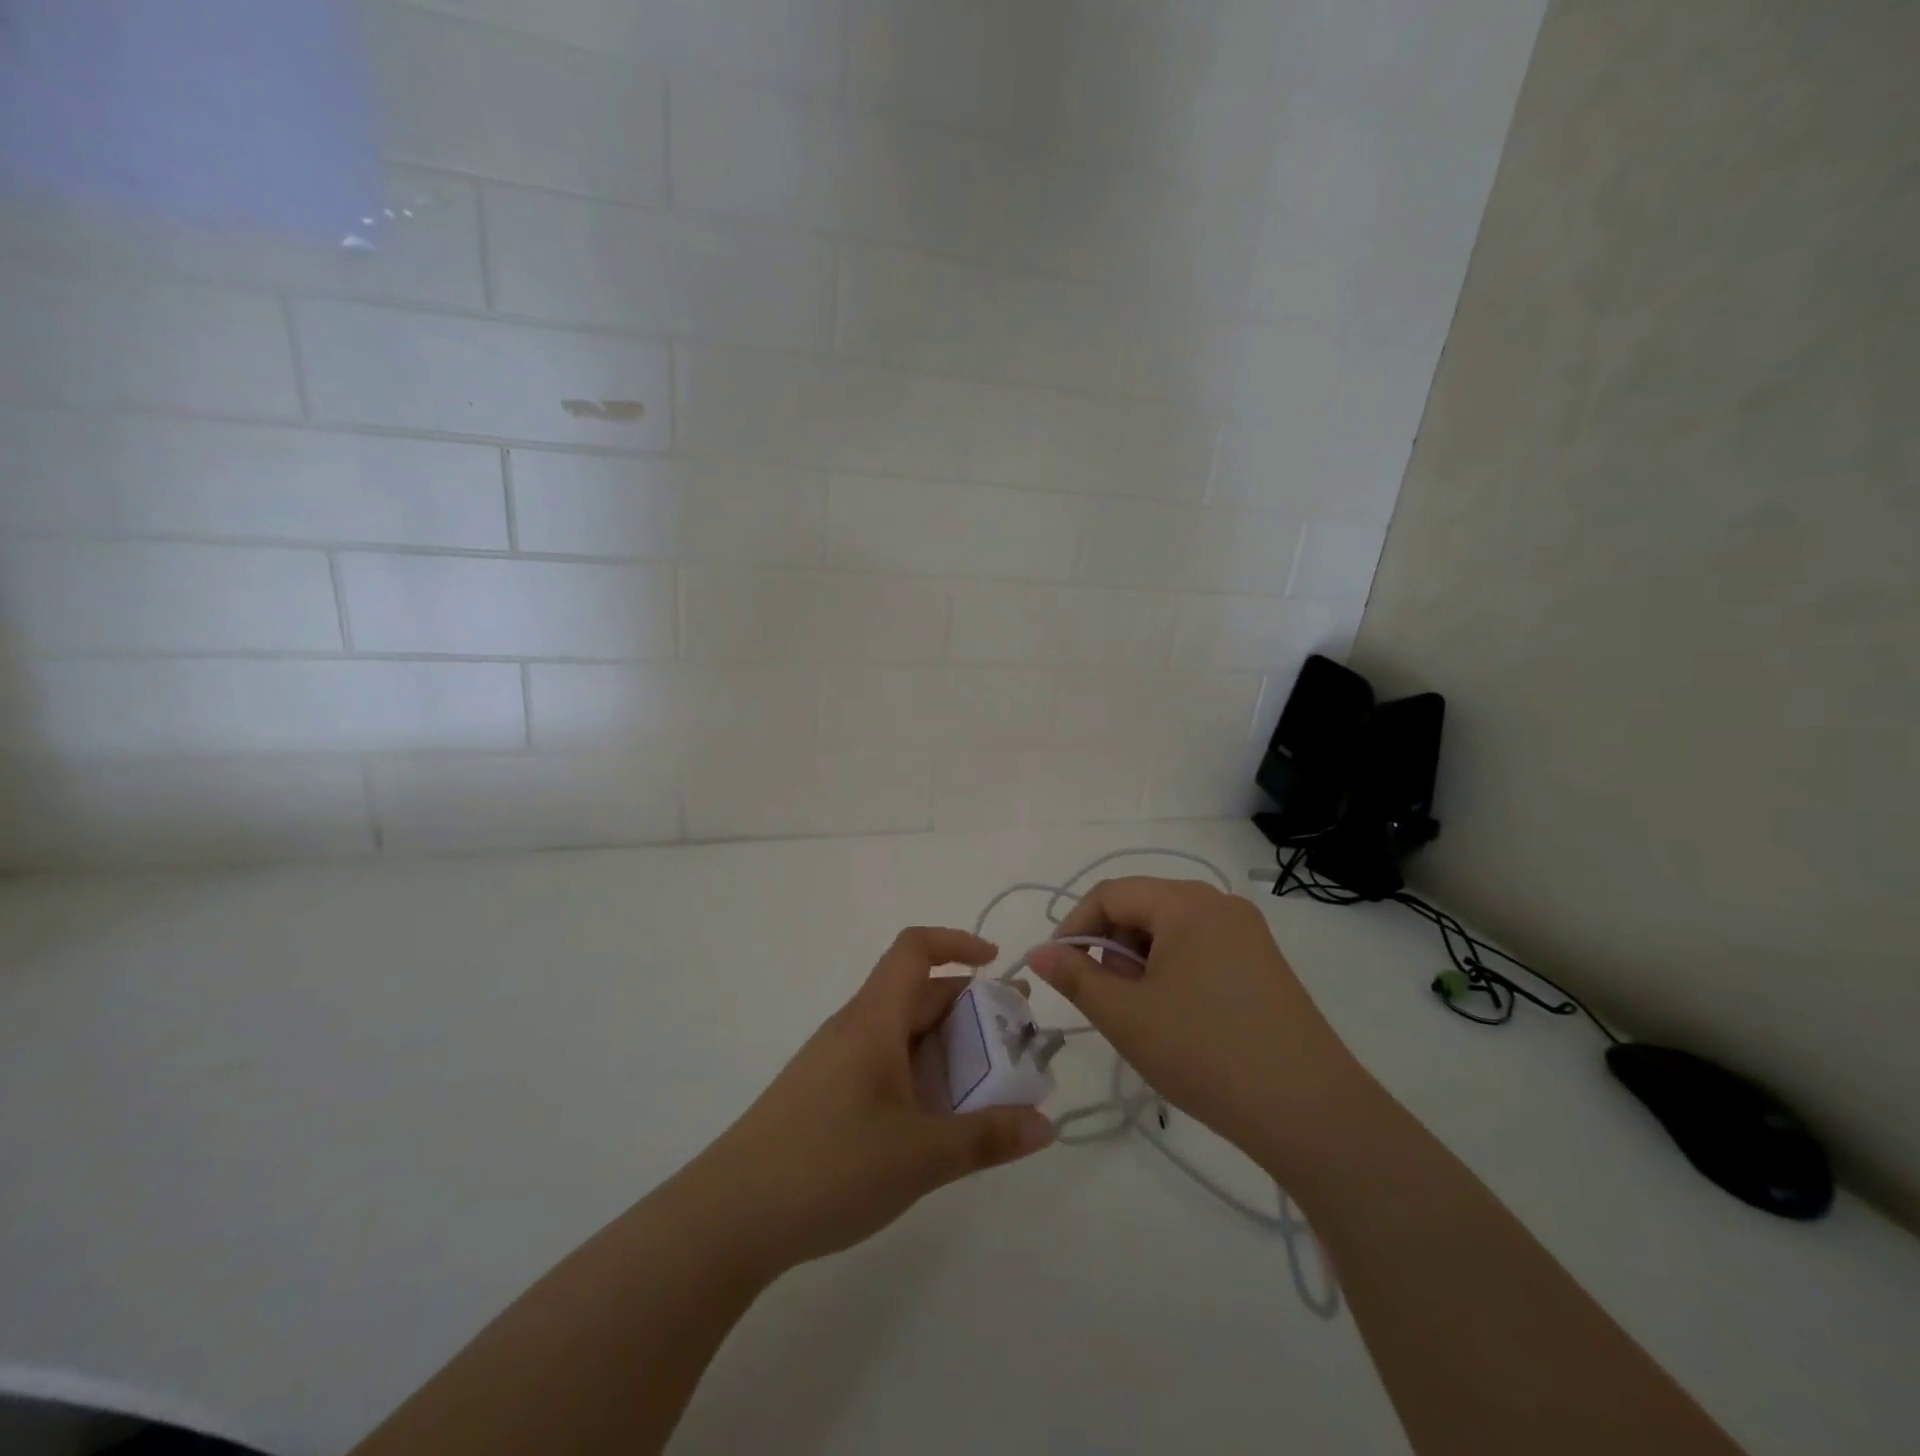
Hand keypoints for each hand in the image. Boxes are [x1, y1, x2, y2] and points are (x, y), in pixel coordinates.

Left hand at [676, 928, 1053, 1278]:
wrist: (728, 1218)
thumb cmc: (830, 1167)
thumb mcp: (921, 1156)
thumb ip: (986, 1137)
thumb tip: (1046, 1125)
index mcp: (874, 1020)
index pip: (914, 949)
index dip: (957, 943)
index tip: (996, 964)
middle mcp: (854, 1029)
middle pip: (917, 994)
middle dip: (970, 1007)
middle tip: (1016, 1039)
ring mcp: (835, 1062)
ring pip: (902, 1033)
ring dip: (947, 1046)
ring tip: (989, 1084)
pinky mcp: (824, 1096)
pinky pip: (884, 1064)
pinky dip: (921, 1074)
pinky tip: (936, 1120)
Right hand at [1028, 878, 1363, 1177]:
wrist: (1310, 1113)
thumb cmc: (1205, 1052)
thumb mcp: (1126, 1015)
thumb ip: (1075, 976)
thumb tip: (1039, 953)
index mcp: (1186, 902)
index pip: (1110, 894)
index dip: (1075, 926)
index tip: (1059, 969)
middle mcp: (1219, 904)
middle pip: (1142, 907)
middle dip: (1110, 946)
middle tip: (1104, 999)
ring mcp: (1247, 933)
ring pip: (1170, 930)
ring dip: (1140, 962)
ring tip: (1139, 1014)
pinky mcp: (1263, 964)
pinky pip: (1200, 949)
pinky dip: (1172, 972)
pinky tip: (1175, 1017)